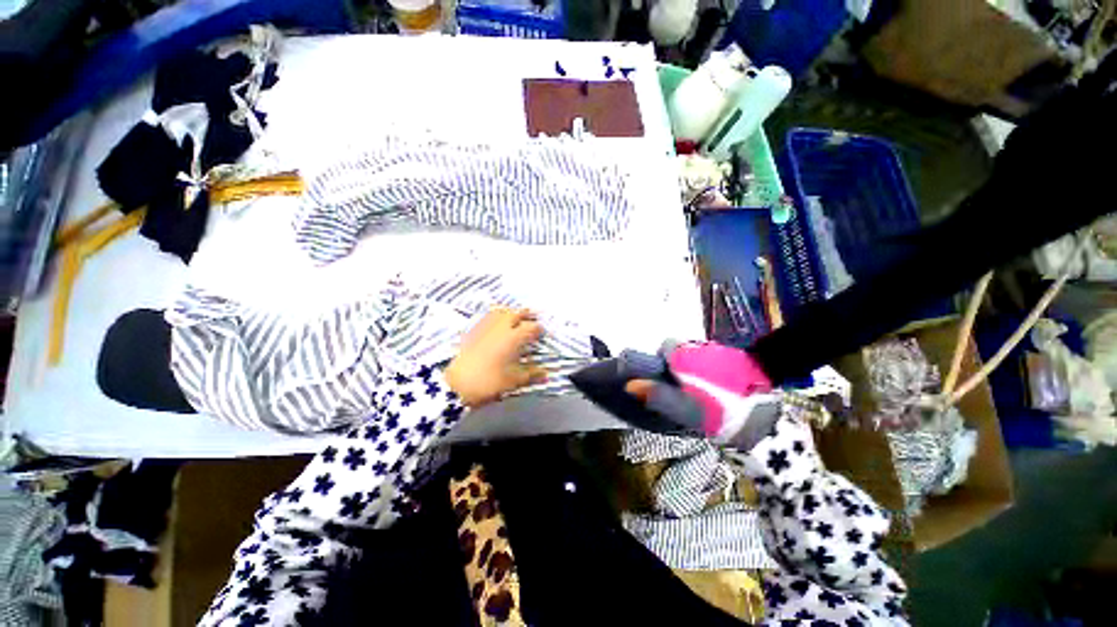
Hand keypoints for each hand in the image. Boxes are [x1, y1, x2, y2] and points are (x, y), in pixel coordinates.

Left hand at [445, 308, 547, 407]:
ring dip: (510, 312)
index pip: (531, 327)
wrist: (456, 385)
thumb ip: (531, 374)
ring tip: (515, 318)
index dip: (539, 329)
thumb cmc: (490, 382)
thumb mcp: (514, 381)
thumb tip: (546, 374)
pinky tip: (496, 324)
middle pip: (516, 313)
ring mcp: (485, 328)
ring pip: (500, 312)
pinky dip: (496, 316)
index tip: (542, 334)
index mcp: (514, 338)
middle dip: (526, 315)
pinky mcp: (473, 332)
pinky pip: (487, 318)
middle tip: (532, 319)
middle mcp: (501, 328)